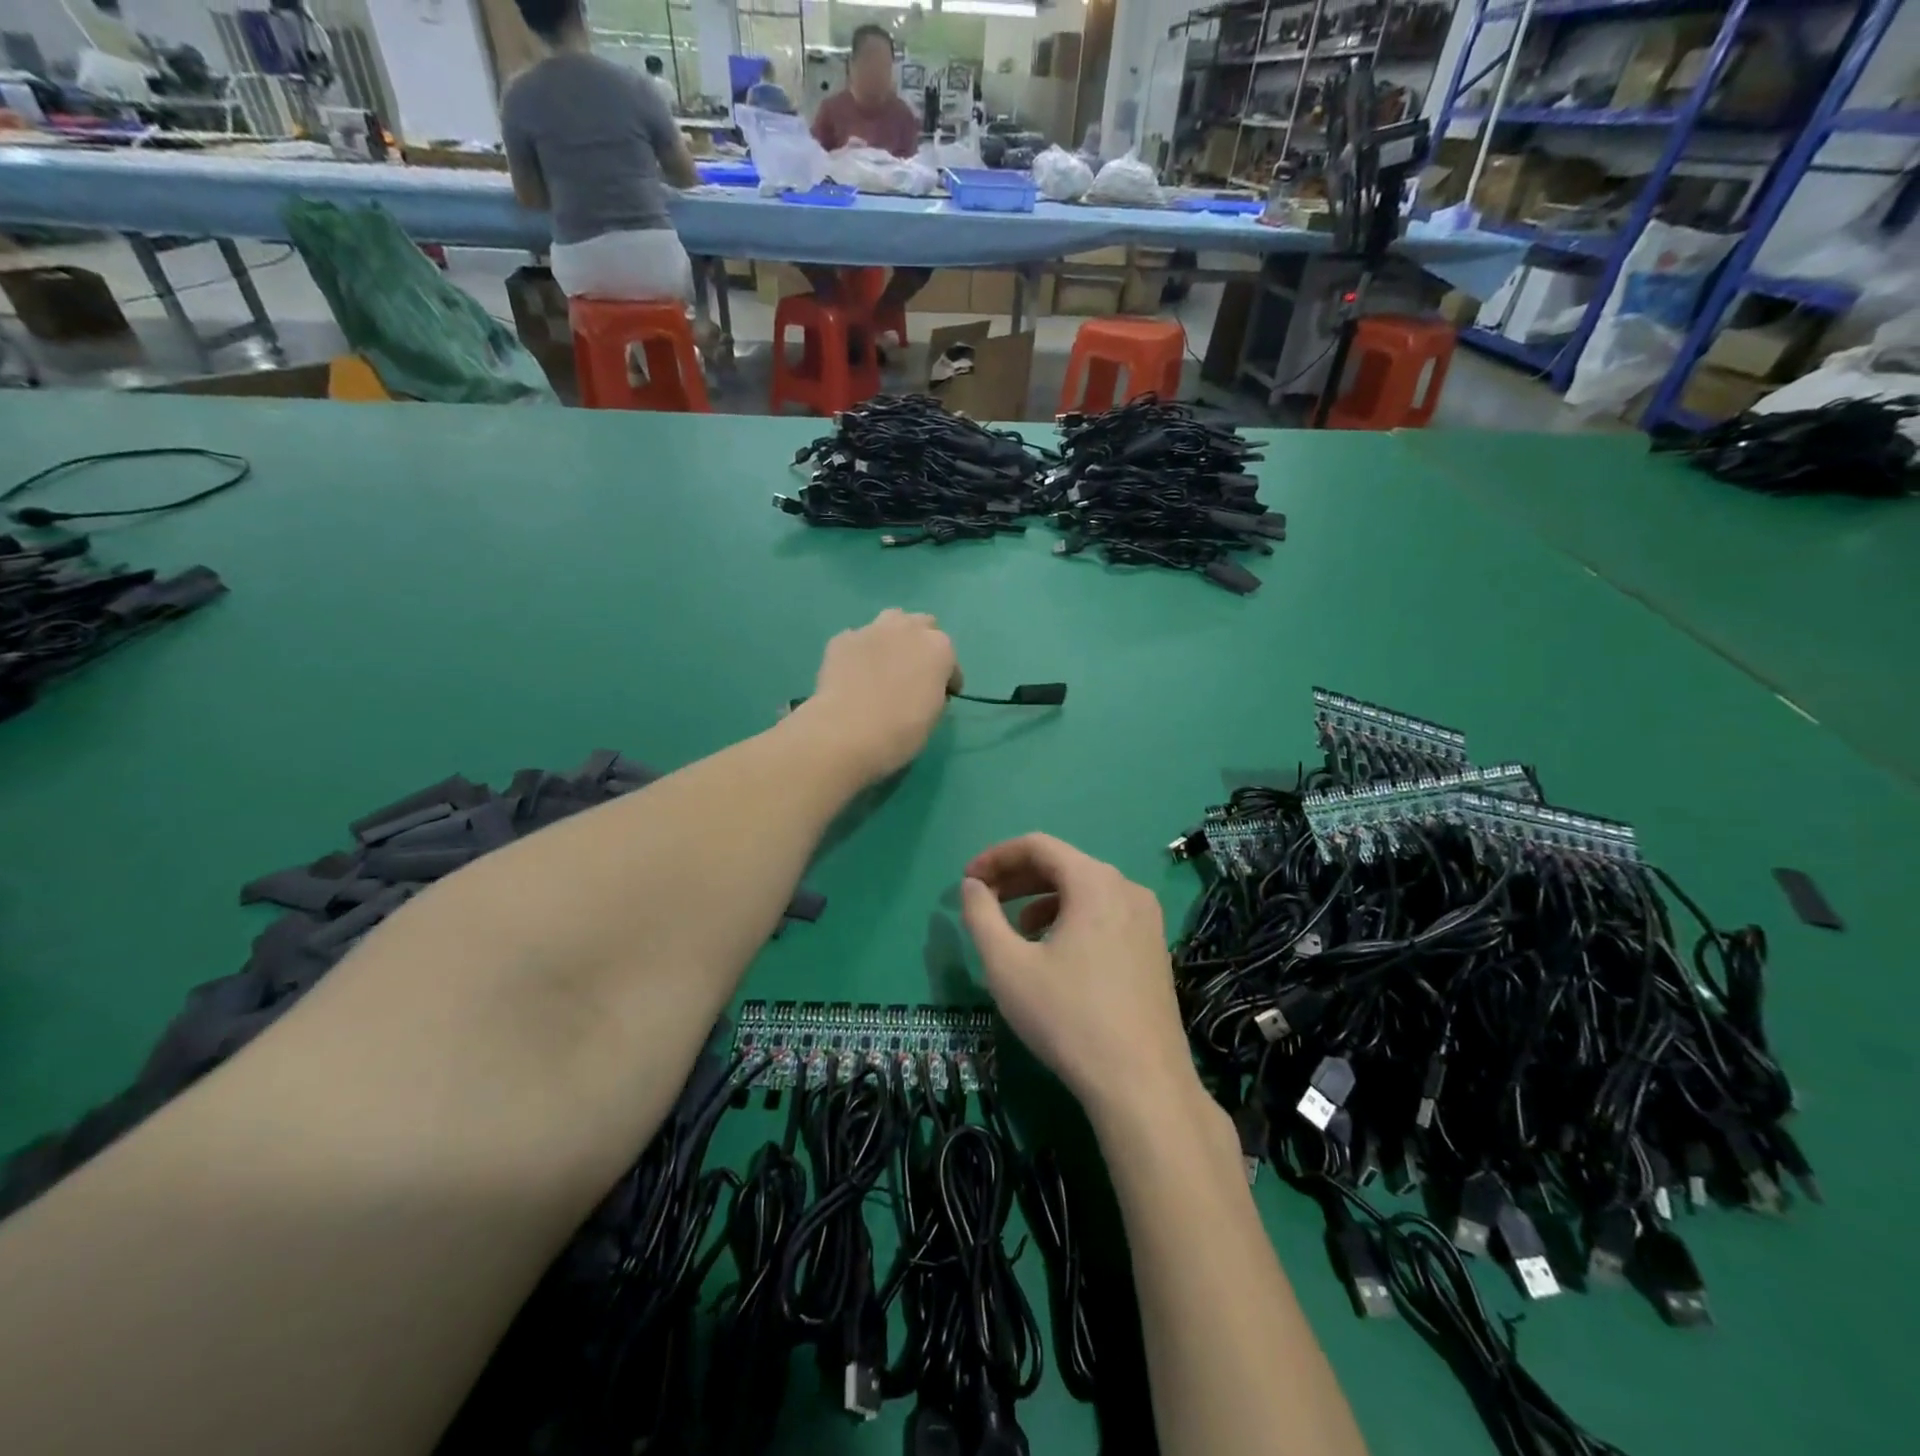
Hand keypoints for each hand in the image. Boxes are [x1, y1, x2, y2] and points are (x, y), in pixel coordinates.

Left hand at [805, 609, 958, 781]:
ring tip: (886, 662)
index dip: (948, 679)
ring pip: (891, 620)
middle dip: (922, 645)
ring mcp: (873, 629)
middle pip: (923, 625)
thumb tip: (924, 688)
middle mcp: (908, 629)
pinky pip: (858, 639)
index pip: (951, 661)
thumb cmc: (901, 731)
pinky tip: (855, 673)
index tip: (942, 695)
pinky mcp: (842, 638)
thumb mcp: (933, 716)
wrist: (848, 732)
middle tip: (914, 671)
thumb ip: (934, 692)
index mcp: (939, 648)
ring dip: (894, 636)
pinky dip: (861, 652)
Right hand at [960, 834, 1198, 1128]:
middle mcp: (1127, 888)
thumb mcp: (1008, 966)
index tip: (967, 881)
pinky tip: (1054, 953)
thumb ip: (981, 916)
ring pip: (1085, 891)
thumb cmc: (1068, 1018)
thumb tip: (972, 886)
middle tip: (983, 900)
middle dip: (1018, 878)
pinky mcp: (1154, 948)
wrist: (1142, 1085)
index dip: (996, 857)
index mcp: (1095, 882)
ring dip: (1043, 900)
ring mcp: (1147, 919)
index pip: (1038, 846)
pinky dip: (1071, 919)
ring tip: (1016, 930)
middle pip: (1063, 865)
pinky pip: (1105, 915)